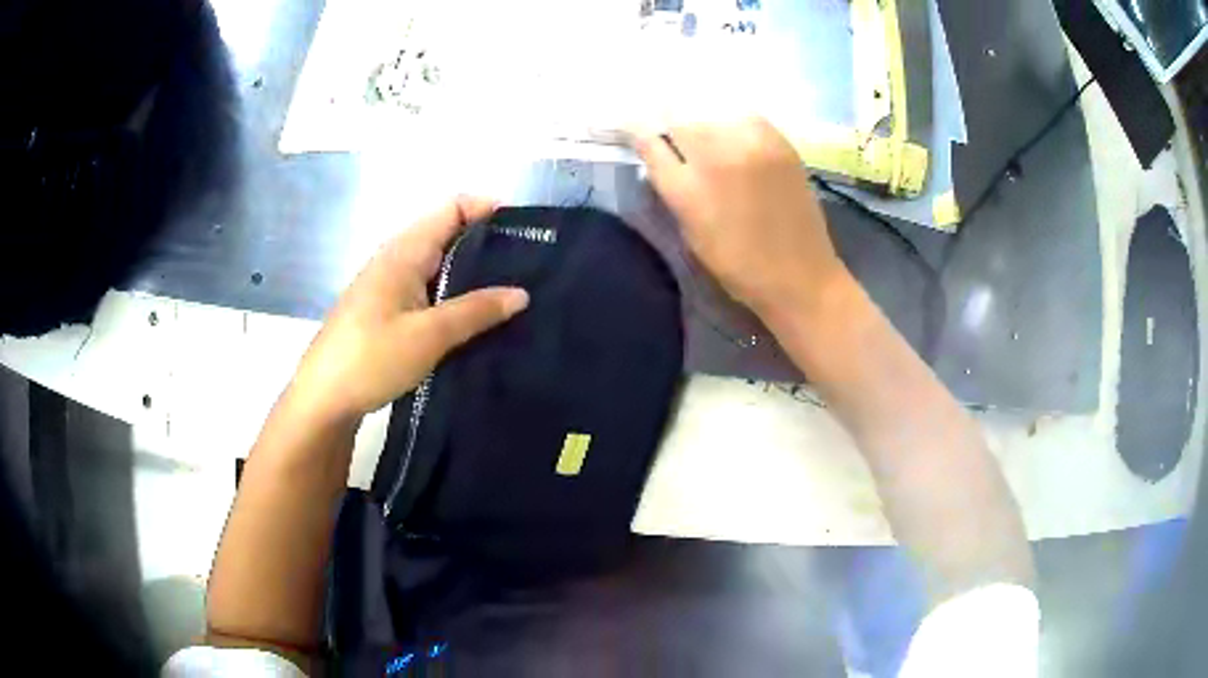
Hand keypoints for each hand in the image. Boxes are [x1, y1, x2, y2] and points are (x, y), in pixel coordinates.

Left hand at [288, 197, 528, 423]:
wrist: (323, 399)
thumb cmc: (371, 359)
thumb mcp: (429, 336)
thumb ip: (475, 311)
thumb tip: (522, 293)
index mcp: (404, 252)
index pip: (452, 208)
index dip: (487, 209)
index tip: (524, 231)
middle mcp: (396, 260)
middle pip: (447, 234)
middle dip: (486, 244)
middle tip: (527, 267)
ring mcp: (389, 286)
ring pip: (438, 266)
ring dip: (471, 274)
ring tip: (510, 294)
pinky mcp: (386, 311)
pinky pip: (428, 290)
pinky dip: (453, 296)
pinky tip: (475, 320)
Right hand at [628, 118, 848, 319]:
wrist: (800, 275)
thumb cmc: (738, 266)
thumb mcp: (690, 233)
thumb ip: (672, 189)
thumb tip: (660, 157)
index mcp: (687, 188)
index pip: (648, 141)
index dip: (637, 131)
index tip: (636, 129)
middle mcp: (716, 157)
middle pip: (679, 117)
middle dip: (670, 123)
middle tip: (674, 134)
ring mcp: (751, 144)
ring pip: (712, 112)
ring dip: (703, 121)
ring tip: (708, 136)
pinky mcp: (779, 141)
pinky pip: (744, 117)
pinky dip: (733, 124)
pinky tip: (737, 141)